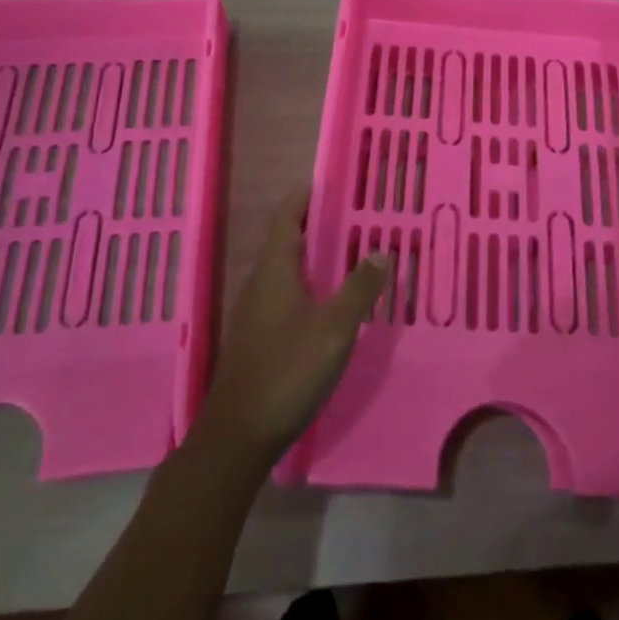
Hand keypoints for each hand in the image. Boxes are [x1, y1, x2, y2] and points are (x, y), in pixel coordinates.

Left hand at [196, 187, 387, 469]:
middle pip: (286, 241)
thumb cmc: (287, 372)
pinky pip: (284, 294)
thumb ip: (359, 289)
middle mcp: (259, 284)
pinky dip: (308, 284)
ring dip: (314, 256)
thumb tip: (381, 251)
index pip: (286, 218)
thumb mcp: (334, 330)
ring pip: (286, 270)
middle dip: (316, 225)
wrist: (237, 436)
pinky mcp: (257, 337)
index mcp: (274, 272)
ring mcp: (254, 312)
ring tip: (350, 255)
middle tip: (355, 218)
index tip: (331, 183)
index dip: (304, 197)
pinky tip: (331, 303)